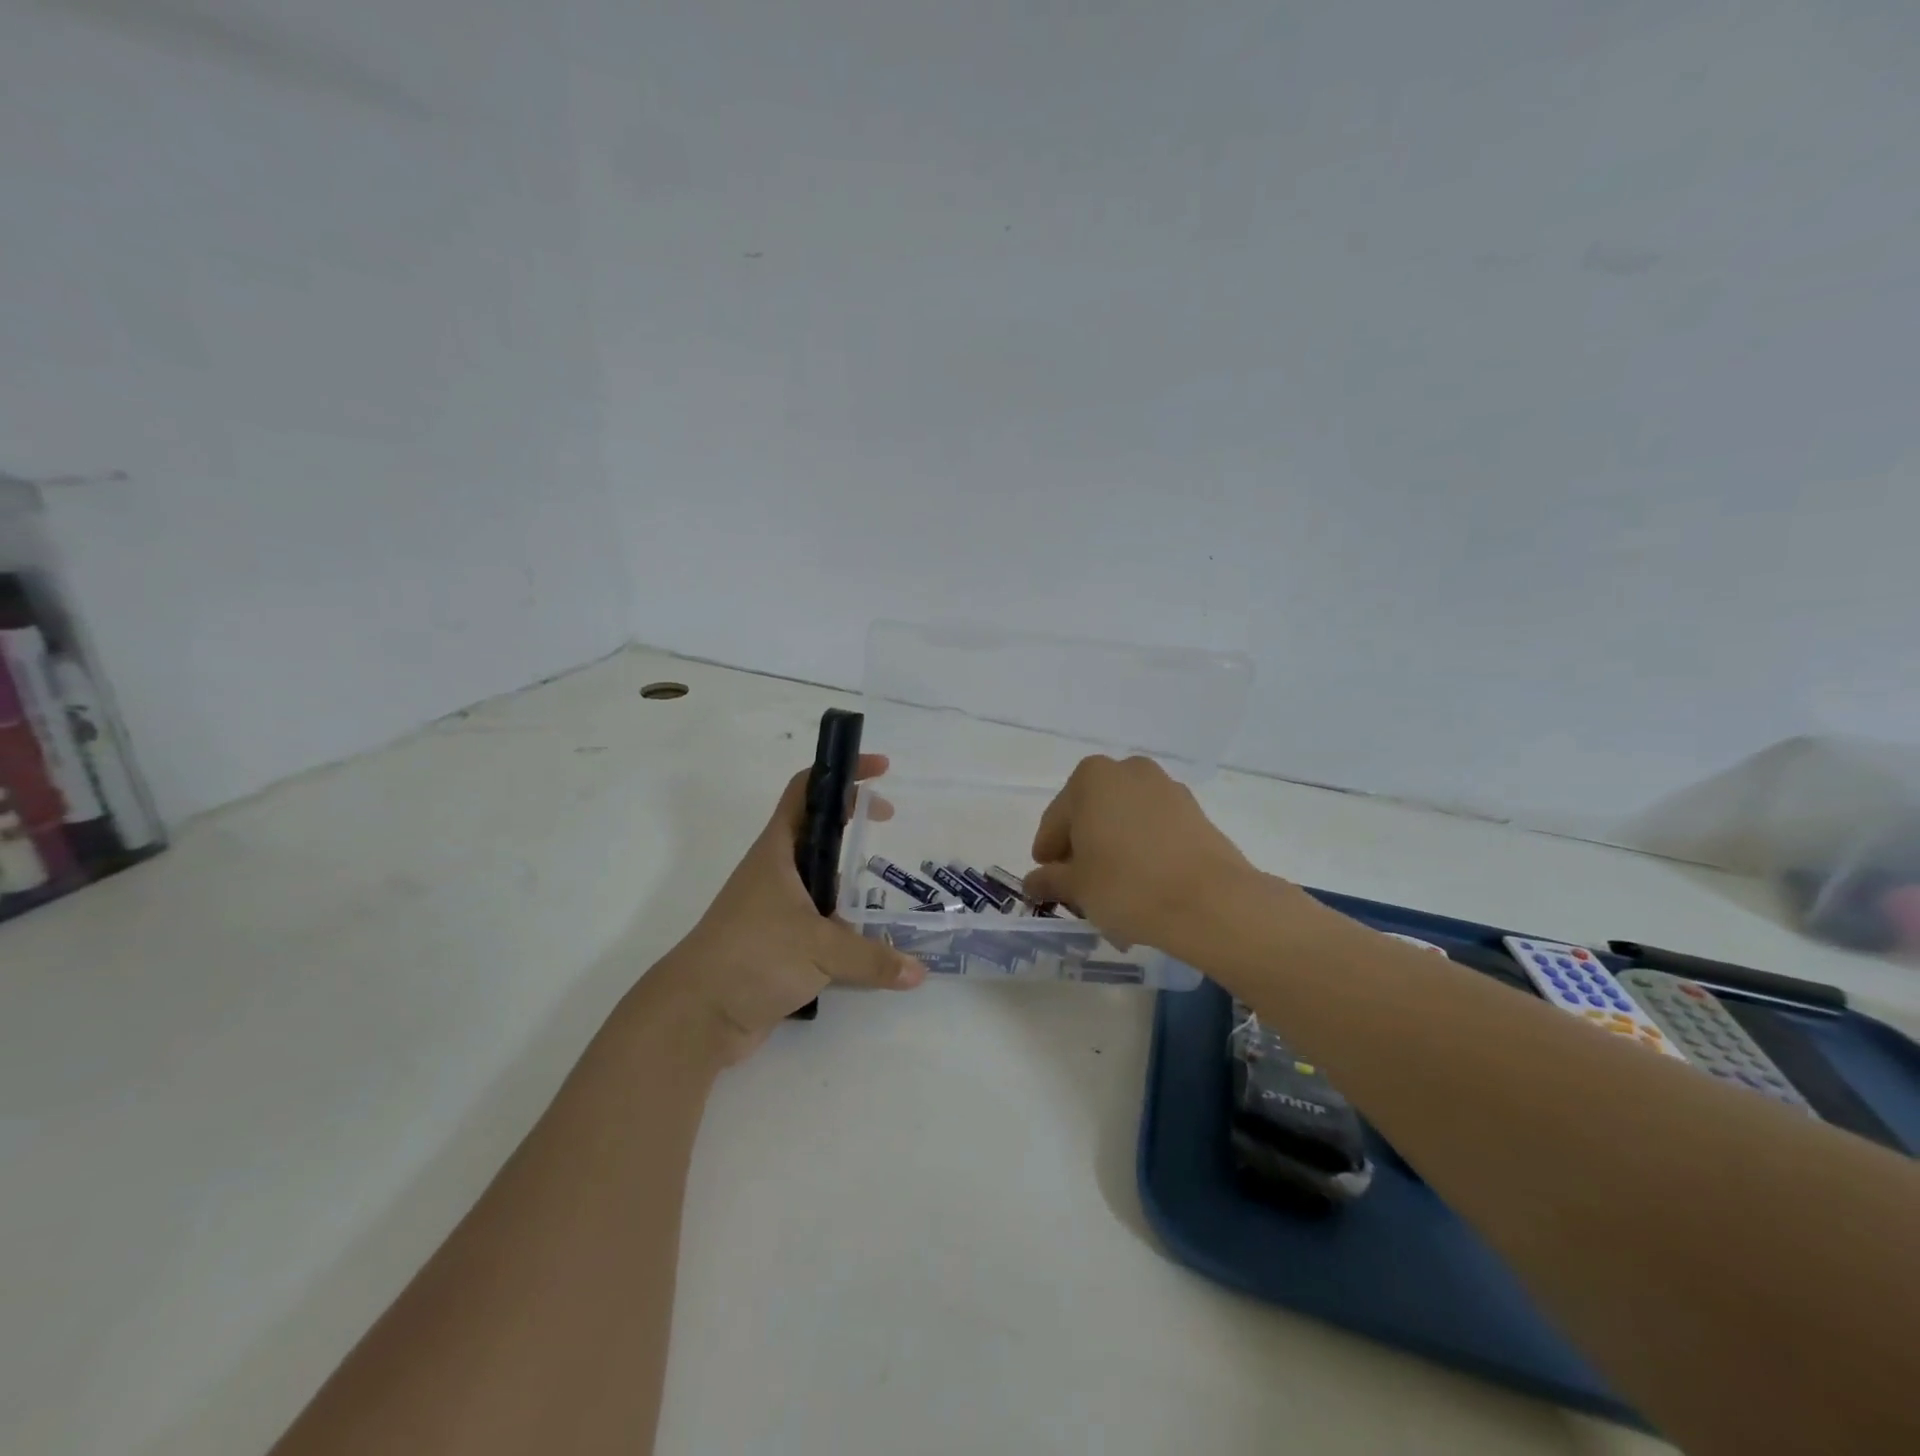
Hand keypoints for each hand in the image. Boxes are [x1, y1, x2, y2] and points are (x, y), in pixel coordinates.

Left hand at [648, 754, 924, 1065]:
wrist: (697, 1015)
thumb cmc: (753, 956)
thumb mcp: (820, 949)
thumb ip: (873, 958)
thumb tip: (919, 972)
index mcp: (778, 851)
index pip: (808, 791)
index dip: (842, 773)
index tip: (881, 770)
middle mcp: (777, 873)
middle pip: (818, 831)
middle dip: (853, 822)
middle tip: (890, 825)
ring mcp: (776, 908)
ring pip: (821, 880)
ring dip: (850, 879)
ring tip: (887, 886)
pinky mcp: (779, 943)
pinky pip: (820, 923)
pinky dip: (845, 924)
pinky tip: (871, 941)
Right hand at [1025, 755, 1258, 950]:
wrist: (1210, 902)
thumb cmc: (1127, 886)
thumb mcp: (1077, 887)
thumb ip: (1050, 880)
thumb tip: (1033, 882)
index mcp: (1090, 778)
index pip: (1055, 820)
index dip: (1048, 852)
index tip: (1046, 879)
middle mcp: (1127, 771)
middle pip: (1091, 814)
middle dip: (1082, 849)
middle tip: (1078, 887)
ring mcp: (1165, 788)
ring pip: (1124, 821)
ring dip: (1112, 849)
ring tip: (1112, 890)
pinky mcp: (1194, 811)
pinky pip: (1154, 829)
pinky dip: (1142, 850)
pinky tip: (1143, 884)